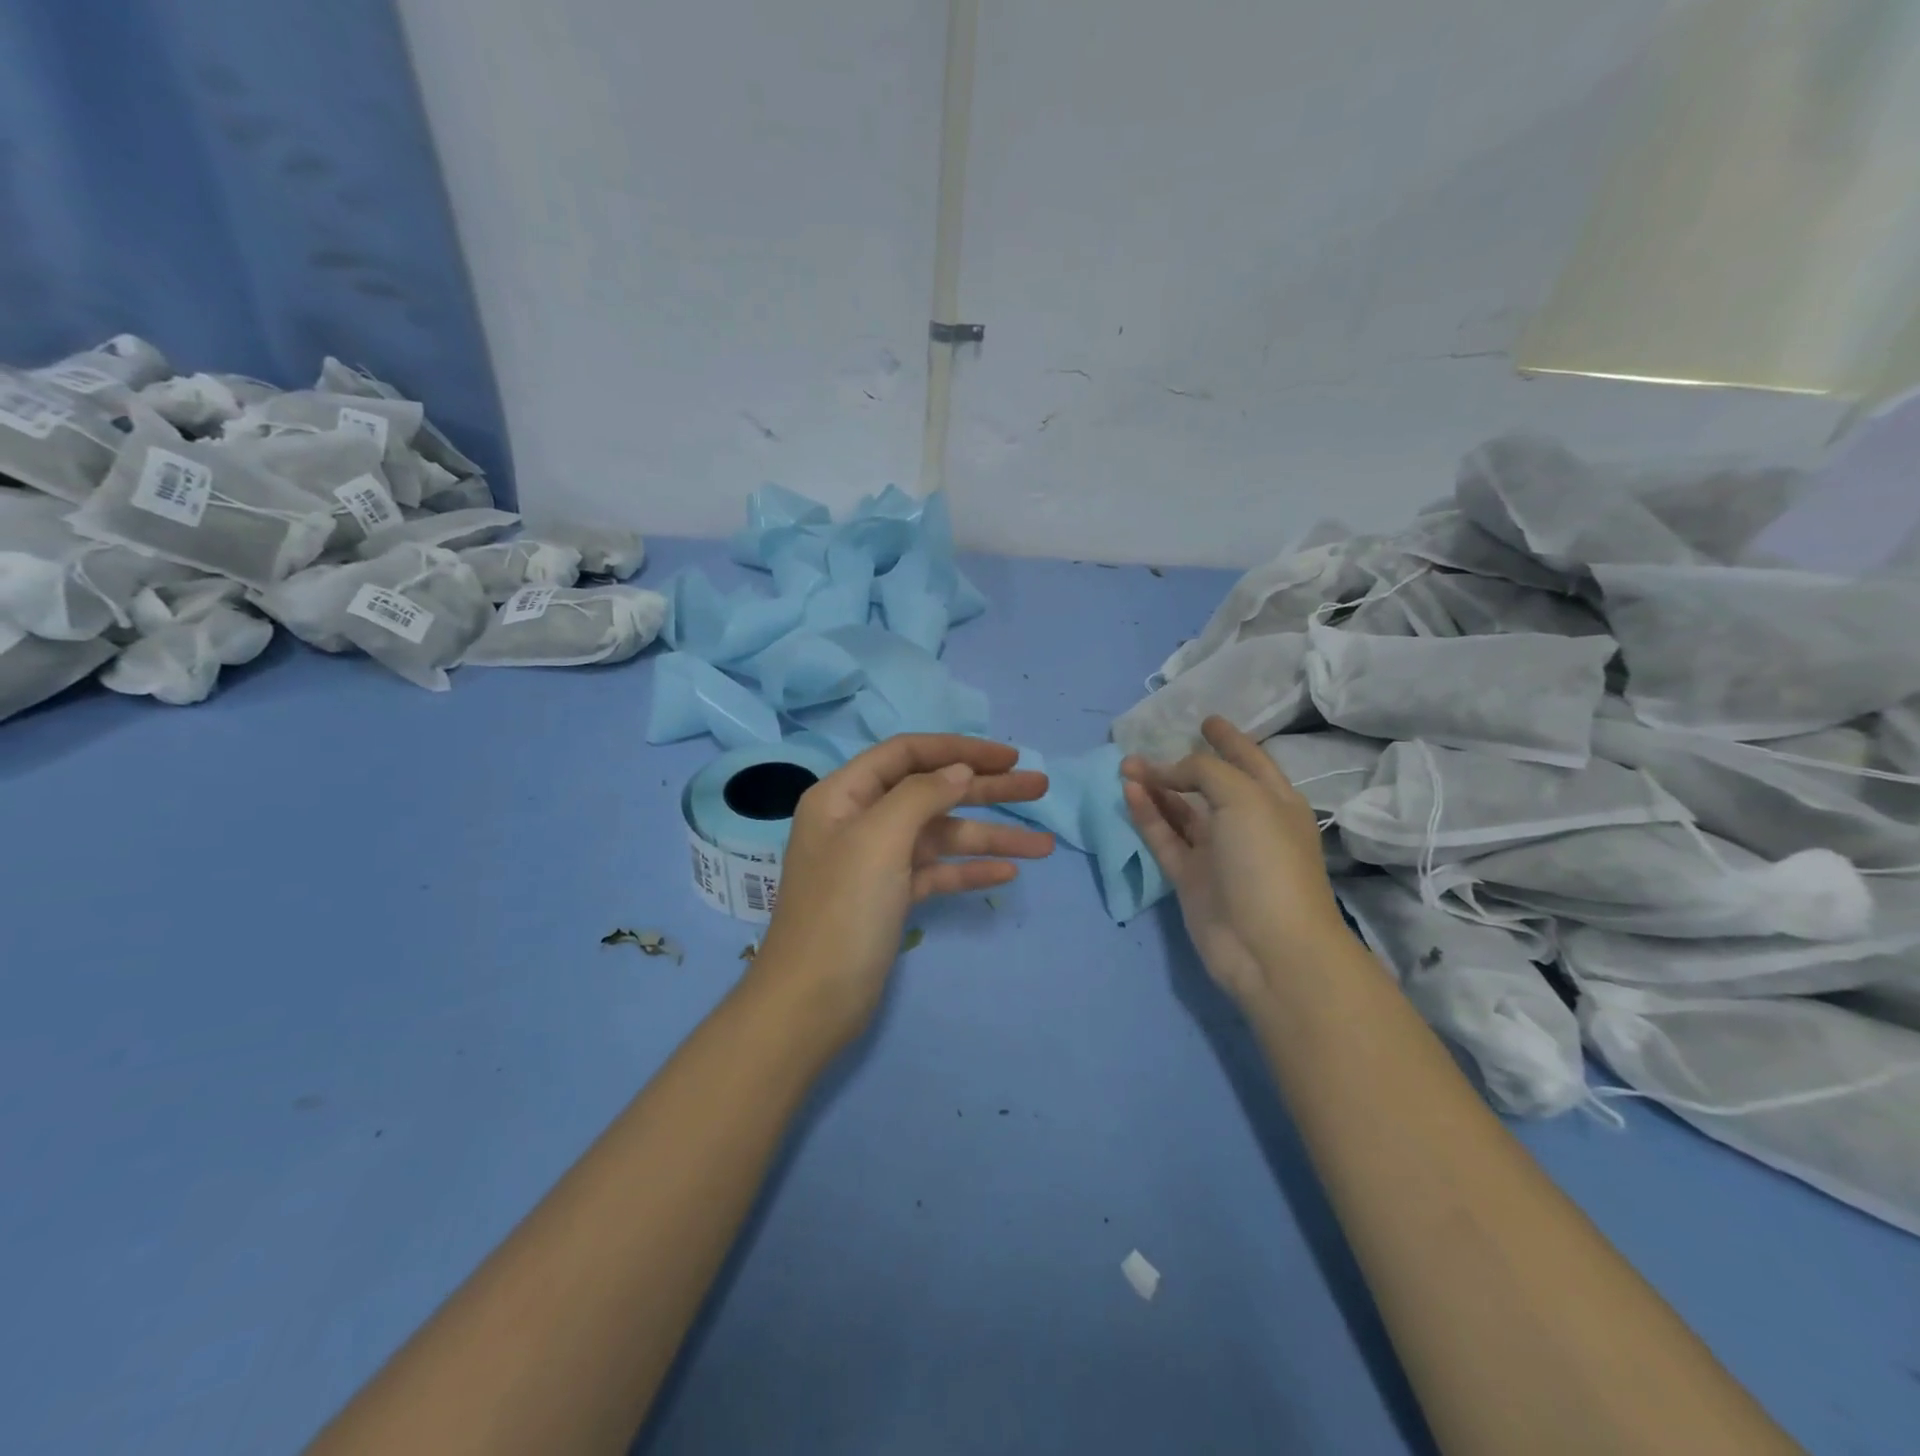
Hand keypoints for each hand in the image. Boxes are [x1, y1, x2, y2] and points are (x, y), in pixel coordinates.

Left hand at [757, 735, 1053, 1042]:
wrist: (811, 1003)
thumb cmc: (842, 910)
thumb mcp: (879, 839)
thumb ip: (921, 795)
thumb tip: (960, 770)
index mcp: (844, 795)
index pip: (907, 754)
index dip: (959, 750)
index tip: (1009, 757)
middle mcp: (860, 820)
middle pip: (932, 792)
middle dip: (986, 789)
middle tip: (1040, 787)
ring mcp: (876, 862)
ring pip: (941, 836)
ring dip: (990, 837)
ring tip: (1043, 845)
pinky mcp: (890, 898)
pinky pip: (936, 872)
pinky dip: (969, 871)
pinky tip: (1007, 873)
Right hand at [1123, 717, 1350, 1004]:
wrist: (1268, 947)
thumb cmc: (1267, 862)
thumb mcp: (1244, 798)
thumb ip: (1205, 771)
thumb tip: (1169, 772)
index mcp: (1274, 803)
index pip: (1250, 761)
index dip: (1230, 739)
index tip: (1207, 720)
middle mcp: (1246, 825)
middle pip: (1209, 785)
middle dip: (1180, 764)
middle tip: (1144, 749)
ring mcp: (1217, 854)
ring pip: (1180, 811)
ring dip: (1156, 788)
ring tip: (1126, 767)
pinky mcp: (1190, 878)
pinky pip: (1164, 837)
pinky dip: (1147, 814)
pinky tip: (1129, 792)